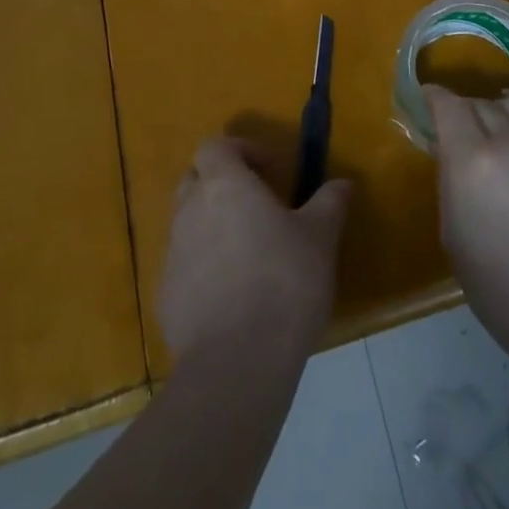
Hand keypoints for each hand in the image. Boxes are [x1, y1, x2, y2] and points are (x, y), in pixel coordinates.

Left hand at [159, 137, 351, 372]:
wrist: (237, 362)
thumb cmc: (284, 282)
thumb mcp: (320, 237)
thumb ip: (330, 203)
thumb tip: (343, 183)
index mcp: (224, 185)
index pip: (215, 146)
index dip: (240, 150)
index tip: (270, 169)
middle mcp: (189, 210)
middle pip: (195, 180)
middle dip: (222, 185)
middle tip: (257, 206)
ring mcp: (171, 254)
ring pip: (188, 224)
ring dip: (213, 227)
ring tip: (249, 254)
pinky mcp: (165, 297)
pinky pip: (184, 267)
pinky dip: (204, 269)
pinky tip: (234, 297)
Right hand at [427, 86, 508, 367]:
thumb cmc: (499, 288)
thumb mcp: (452, 233)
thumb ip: (448, 179)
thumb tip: (447, 146)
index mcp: (472, 162)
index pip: (449, 106)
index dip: (436, 97)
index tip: (430, 99)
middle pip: (482, 103)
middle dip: (467, 111)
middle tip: (465, 128)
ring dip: (502, 109)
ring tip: (500, 121)